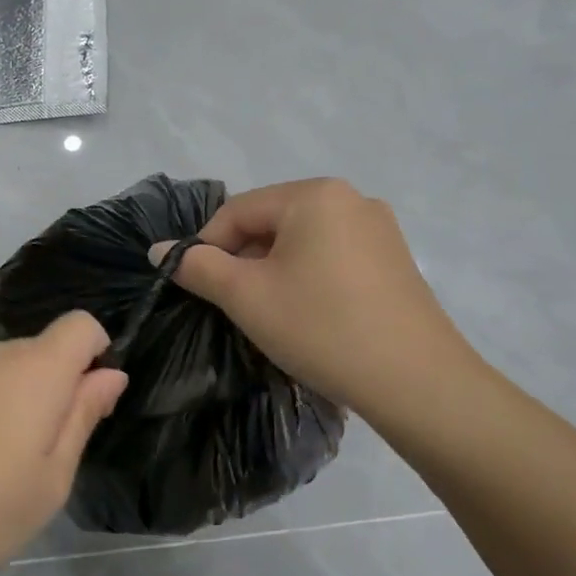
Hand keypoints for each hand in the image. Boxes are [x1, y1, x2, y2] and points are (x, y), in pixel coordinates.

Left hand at [0, 311, 126, 575]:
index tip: (86, 405)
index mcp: (34, 370)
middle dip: (52, 387)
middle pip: (38, 350)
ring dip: (10, 400)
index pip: (80, 325)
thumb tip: (110, 373)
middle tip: (39, 456)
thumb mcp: (51, 479)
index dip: (95, 354)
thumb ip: (83, 416)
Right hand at [152, 178, 479, 415]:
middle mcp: (351, 198)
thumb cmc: (321, 327)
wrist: (416, 381)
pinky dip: (309, 278)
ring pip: (303, 241)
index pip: (238, 210)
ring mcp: (380, 229)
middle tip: (233, 305)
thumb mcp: (247, 297)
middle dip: (244, 260)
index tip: (197, 287)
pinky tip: (309, 315)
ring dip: (274, 271)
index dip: (207, 246)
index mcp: (314, 195)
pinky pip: (333, 257)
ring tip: (270, 314)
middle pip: (273, 222)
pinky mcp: (395, 260)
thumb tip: (159, 250)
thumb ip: (198, 267)